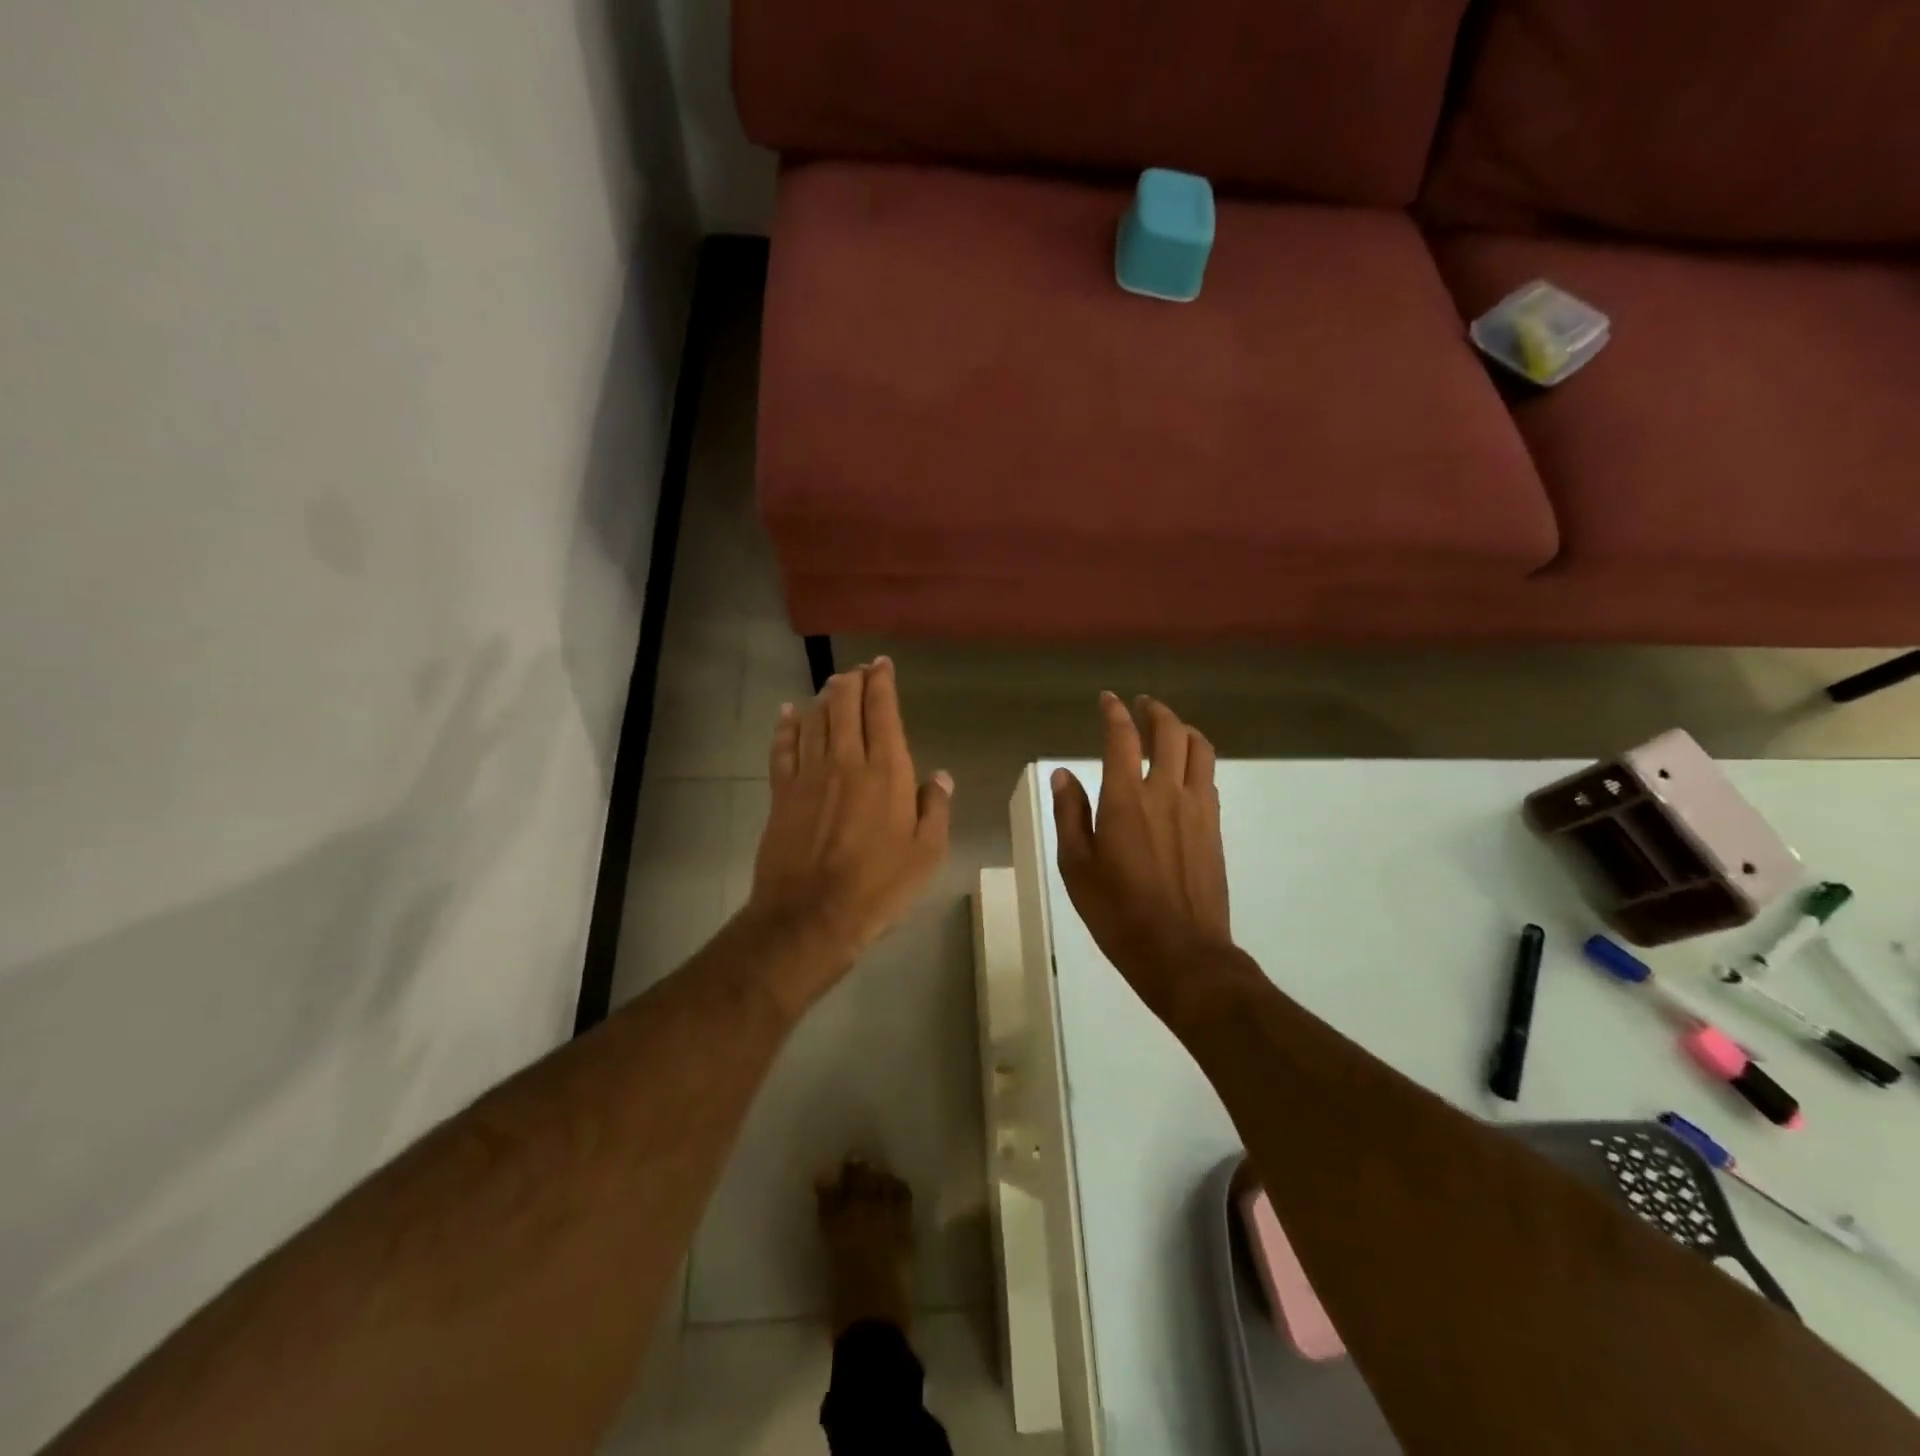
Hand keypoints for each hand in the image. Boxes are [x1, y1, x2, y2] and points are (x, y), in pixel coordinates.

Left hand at [742, 657, 951, 1012]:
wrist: (810, 915)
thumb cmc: (878, 887)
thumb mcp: (926, 855)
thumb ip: (935, 809)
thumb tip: (940, 777)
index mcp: (886, 772)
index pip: (883, 712)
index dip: (882, 683)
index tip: (882, 664)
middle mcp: (846, 761)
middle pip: (845, 705)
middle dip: (853, 681)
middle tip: (859, 669)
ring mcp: (809, 774)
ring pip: (815, 719)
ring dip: (824, 696)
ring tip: (833, 683)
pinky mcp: (782, 792)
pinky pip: (782, 747)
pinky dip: (786, 725)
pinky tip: (788, 712)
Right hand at [1051, 694, 1231, 1014]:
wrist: (1181, 951)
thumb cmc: (1117, 911)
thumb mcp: (1076, 866)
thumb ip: (1070, 815)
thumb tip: (1063, 774)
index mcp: (1126, 798)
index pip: (1122, 738)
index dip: (1114, 713)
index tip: (1107, 699)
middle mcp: (1166, 792)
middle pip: (1170, 733)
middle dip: (1155, 711)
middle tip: (1142, 705)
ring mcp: (1197, 808)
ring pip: (1199, 749)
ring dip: (1183, 730)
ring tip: (1169, 728)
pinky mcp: (1214, 827)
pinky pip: (1209, 777)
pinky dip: (1196, 760)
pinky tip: (1185, 770)